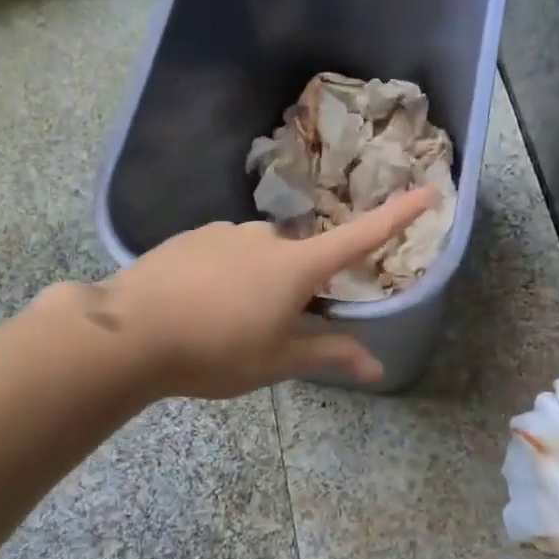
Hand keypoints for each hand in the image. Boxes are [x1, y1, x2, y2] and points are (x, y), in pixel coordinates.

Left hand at [96, 187, 437, 398]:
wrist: (130, 330)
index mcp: (297, 265)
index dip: (397, 217)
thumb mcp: (277, 360)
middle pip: (299, 259)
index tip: (428, 191)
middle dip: (295, 288)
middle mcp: (266, 237)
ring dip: (255, 284)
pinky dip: (223, 277)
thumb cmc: (216, 350)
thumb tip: (378, 366)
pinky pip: (223, 255)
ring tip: (223, 326)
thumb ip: (329, 354)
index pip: (360, 238)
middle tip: (267, 330)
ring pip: (258, 258)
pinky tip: (197, 307)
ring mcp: (225, 233)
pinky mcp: (191, 238)